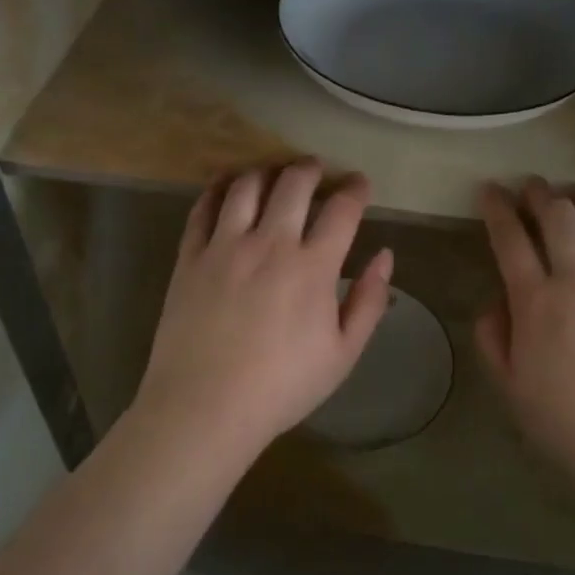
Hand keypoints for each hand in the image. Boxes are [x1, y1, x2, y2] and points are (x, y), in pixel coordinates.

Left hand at [132, 161, 393, 458]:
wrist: (206, 405)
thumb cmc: (282, 386)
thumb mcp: (343, 354)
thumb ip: (368, 301)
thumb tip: (385, 256)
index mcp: (313, 266)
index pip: (342, 209)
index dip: (355, 189)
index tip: (360, 184)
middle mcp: (270, 243)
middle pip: (293, 184)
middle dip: (310, 169)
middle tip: (315, 168)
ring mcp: (224, 246)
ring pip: (246, 186)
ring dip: (265, 171)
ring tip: (272, 172)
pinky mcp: (189, 256)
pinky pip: (202, 208)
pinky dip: (217, 189)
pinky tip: (225, 186)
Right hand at [475, 178, 574, 504]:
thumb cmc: (568, 424)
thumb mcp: (511, 386)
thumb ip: (494, 337)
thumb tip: (498, 301)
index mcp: (538, 302)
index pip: (511, 238)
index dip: (497, 208)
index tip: (489, 191)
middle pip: (561, 216)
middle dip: (541, 193)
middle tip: (532, 186)